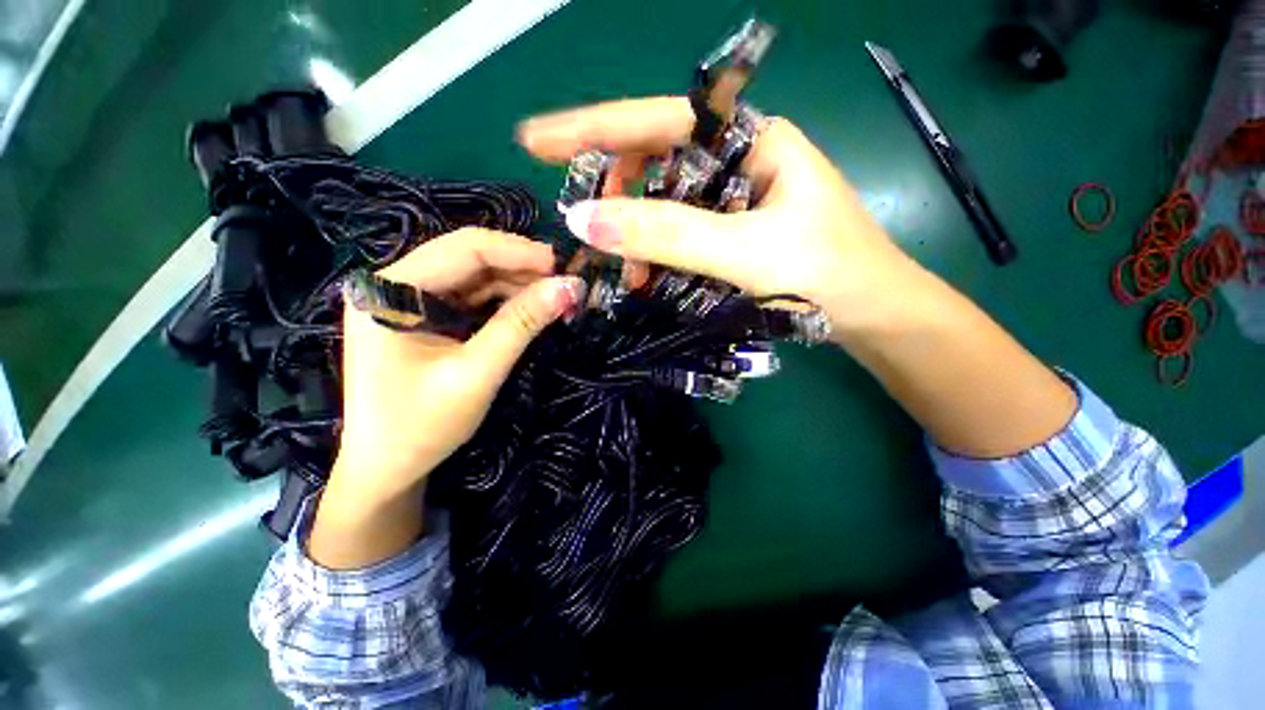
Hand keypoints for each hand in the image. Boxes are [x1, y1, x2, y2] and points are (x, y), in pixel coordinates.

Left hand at [311, 228, 581, 567]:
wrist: (388, 469)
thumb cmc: (422, 427)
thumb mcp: (478, 372)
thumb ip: (522, 324)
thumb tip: (569, 287)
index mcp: (389, 292)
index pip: (462, 250)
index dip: (517, 251)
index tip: (560, 264)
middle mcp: (392, 284)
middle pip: (466, 257)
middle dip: (518, 266)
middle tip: (562, 281)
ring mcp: (406, 300)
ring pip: (471, 275)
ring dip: (515, 282)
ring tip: (553, 295)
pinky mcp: (421, 317)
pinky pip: (468, 296)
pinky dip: (502, 299)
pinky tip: (529, 306)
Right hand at [519, 97, 1075, 458]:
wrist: (871, 314)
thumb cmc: (827, 275)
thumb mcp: (745, 252)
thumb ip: (667, 236)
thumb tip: (584, 221)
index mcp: (750, 139)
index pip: (658, 121)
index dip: (593, 128)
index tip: (534, 141)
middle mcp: (737, 160)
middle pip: (654, 163)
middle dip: (616, 197)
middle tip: (589, 233)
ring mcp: (732, 199)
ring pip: (663, 206)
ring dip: (636, 238)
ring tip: (626, 276)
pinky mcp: (731, 233)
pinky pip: (678, 234)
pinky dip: (656, 255)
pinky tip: (648, 278)